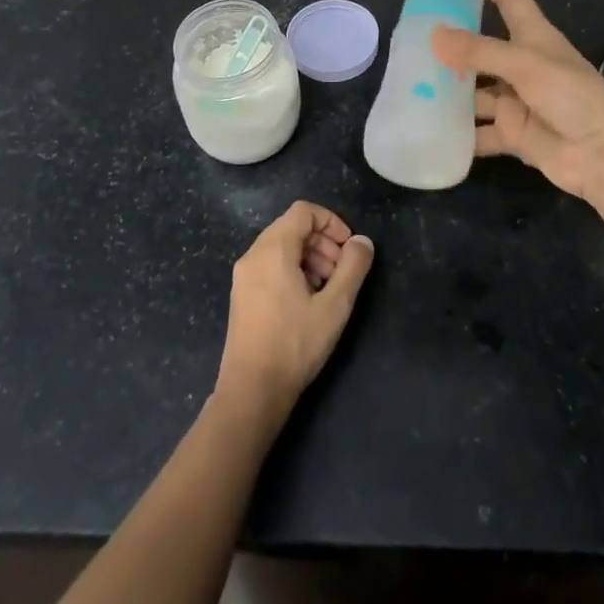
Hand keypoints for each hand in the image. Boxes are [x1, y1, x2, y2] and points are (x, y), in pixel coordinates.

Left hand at [215, 202, 373, 423]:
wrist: (251, 391)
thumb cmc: (295, 344)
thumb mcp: (334, 306)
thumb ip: (353, 267)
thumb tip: (362, 242)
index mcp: (273, 249)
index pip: (304, 211)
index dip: (331, 222)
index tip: (349, 249)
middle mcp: (253, 254)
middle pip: (292, 227)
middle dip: (322, 242)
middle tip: (341, 272)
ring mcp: (243, 275)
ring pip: (281, 247)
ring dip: (310, 257)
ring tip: (327, 289)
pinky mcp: (241, 295)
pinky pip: (270, 265)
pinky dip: (292, 270)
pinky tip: (307, 302)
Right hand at [432, 0, 603, 210]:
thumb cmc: (572, 96)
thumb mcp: (525, 64)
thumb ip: (479, 51)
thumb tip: (434, 36)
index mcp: (534, 38)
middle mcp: (524, 66)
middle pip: (483, 48)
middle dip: (454, 44)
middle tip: (414, 38)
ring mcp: (517, 101)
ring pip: (476, 92)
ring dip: (450, 91)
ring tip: (411, 85)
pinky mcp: (513, 134)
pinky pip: (479, 132)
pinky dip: (459, 133)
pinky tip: (429, 129)